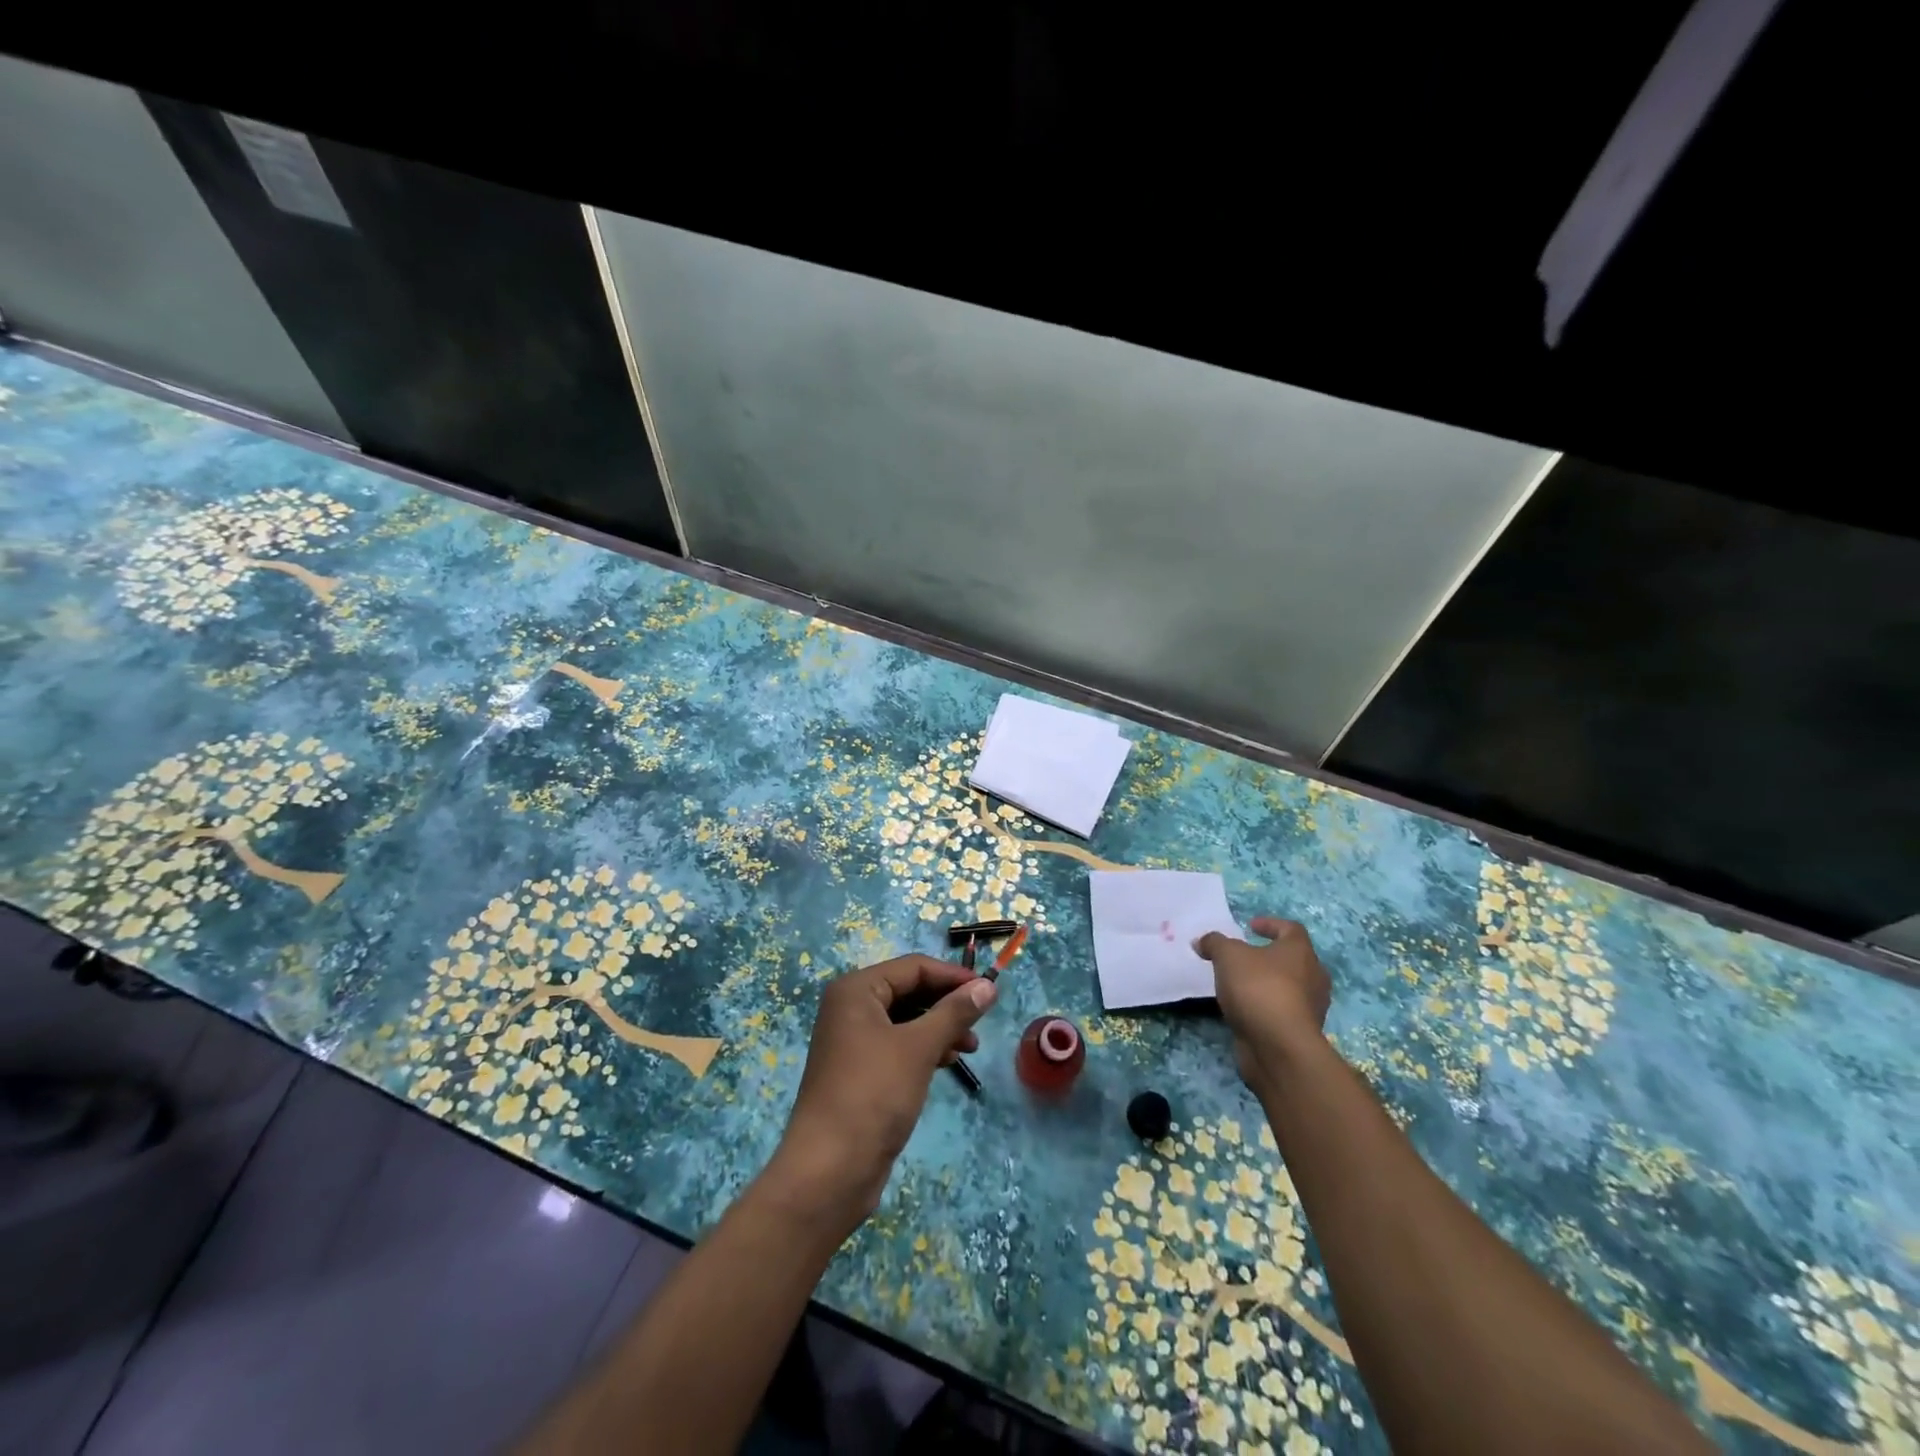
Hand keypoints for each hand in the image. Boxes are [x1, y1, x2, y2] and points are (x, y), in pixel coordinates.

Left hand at [765, 955, 996, 1231]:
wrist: (829, 1170)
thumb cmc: (874, 1094)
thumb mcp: (919, 1048)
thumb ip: (954, 1012)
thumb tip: (988, 986)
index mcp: (856, 990)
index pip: (913, 967)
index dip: (953, 976)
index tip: (989, 990)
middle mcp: (851, 1008)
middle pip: (909, 990)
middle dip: (946, 1004)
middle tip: (981, 1021)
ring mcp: (853, 1040)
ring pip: (906, 1019)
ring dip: (939, 1027)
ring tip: (970, 1046)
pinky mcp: (860, 1070)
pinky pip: (898, 1044)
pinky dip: (924, 1048)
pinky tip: (948, 1062)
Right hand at [1196, 916, 1331, 1088]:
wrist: (1279, 1047)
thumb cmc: (1258, 988)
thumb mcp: (1227, 956)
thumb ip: (1214, 943)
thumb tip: (1202, 941)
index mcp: (1300, 951)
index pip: (1291, 929)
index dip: (1271, 924)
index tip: (1250, 926)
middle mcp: (1313, 977)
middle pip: (1294, 959)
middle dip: (1271, 956)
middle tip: (1246, 956)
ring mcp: (1310, 1007)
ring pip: (1290, 987)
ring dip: (1268, 982)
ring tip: (1240, 984)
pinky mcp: (1301, 1032)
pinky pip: (1282, 1010)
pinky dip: (1266, 1006)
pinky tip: (1244, 1008)